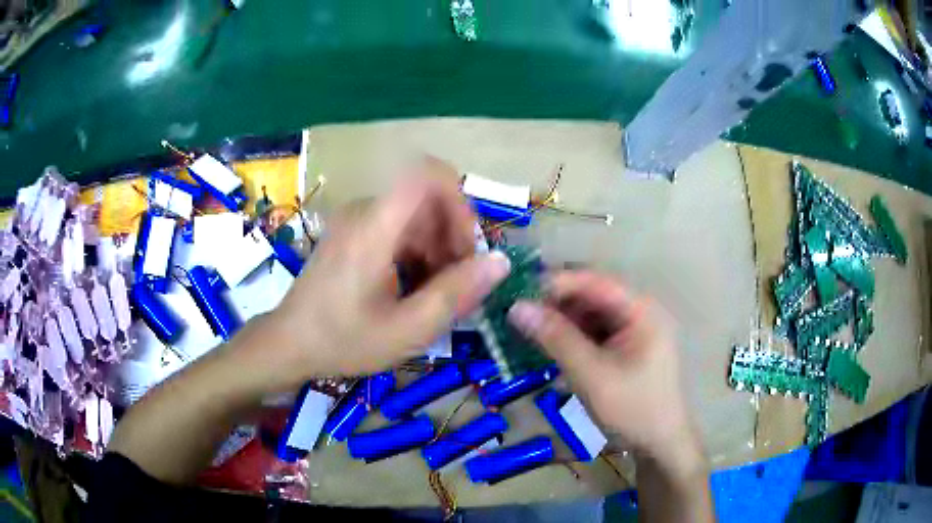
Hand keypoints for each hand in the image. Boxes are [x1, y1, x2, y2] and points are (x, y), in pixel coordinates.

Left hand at [267, 160, 510, 380]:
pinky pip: (399, 226)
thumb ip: (457, 293)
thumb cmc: (344, 340)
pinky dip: (417, 251)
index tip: (467, 249)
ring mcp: (357, 219)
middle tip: (457, 285)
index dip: (460, 202)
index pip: (427, 174)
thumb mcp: (408, 329)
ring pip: (417, 215)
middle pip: (428, 199)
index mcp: (375, 226)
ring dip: (437, 248)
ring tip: (436, 293)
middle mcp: (365, 210)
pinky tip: (413, 288)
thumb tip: (501, 261)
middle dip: (453, 237)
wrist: (290, 344)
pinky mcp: (353, 231)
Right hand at [507, 271, 702, 473]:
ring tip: (528, 331)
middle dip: (556, 303)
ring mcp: (633, 330)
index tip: (519, 291)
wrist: (660, 443)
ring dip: (561, 321)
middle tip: (519, 314)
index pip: (594, 281)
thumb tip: (517, 308)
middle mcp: (638, 312)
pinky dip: (571, 337)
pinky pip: (594, 332)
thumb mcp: (592, 375)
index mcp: (641, 310)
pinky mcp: (626, 347)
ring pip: (590, 314)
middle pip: (592, 295)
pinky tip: (550, 347)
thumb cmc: (633, 409)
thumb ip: (556, 339)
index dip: (557, 282)